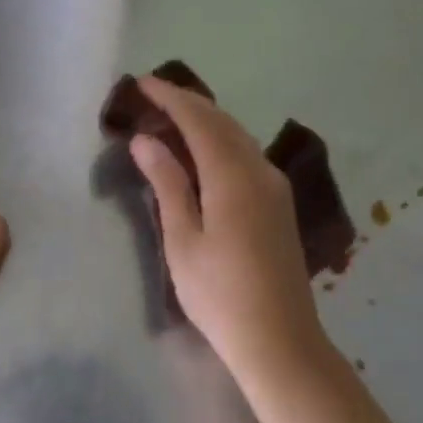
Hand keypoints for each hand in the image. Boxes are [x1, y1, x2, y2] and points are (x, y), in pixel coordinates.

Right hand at [128, 76, 330, 383]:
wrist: (280, 340)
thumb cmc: (220, 294)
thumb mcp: (183, 239)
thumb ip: (167, 183)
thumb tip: (146, 139)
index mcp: (233, 175)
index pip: (199, 119)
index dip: (170, 97)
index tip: (142, 82)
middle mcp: (259, 169)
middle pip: (222, 121)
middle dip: (188, 103)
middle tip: (153, 96)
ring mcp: (275, 186)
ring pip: (237, 136)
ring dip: (206, 120)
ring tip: (172, 117)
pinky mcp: (279, 203)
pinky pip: (247, 154)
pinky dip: (221, 141)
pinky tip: (204, 152)